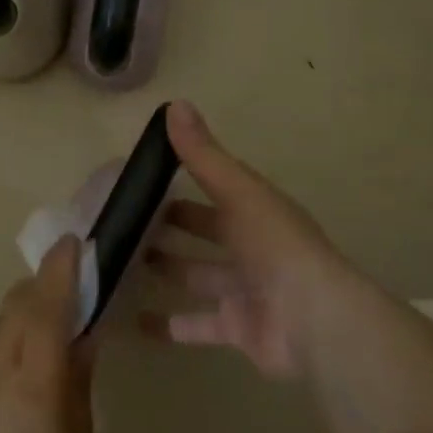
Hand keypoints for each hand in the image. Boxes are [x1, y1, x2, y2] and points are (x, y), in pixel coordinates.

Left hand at [0, 238, 96, 432]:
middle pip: (16, 303)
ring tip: (54, 322)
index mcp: (34, 375)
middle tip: (74, 285)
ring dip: (25, 310)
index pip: (46, 302)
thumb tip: (83, 340)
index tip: (74, 242)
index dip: (60, 268)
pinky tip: (26, 365)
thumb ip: (78, 384)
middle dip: (43, 284)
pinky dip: (11, 338)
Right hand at [142, 101, 361, 377]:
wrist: (313, 321)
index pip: (215, 189)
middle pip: (205, 233)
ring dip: (166, 270)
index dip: (182, 182)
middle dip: (170, 228)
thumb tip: (174, 103)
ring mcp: (243, 291)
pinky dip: (167, 325)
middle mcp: (250, 248)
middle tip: (123, 222)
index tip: (141, 178)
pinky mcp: (236, 329)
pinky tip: (133, 321)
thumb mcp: (238, 192)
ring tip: (120, 263)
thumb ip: (203, 155)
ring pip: (196, 277)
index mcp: (255, 211)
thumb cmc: (275, 247)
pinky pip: (195, 326)